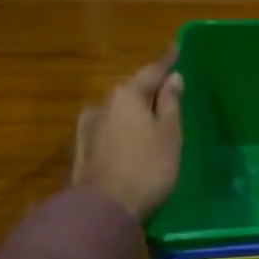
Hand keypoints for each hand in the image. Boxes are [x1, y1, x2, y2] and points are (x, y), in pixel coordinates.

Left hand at [75, 50, 184, 220]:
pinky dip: (123, 130)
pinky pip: (109, 131)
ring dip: (134, 112)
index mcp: (127, 95)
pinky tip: (130, 140)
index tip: (177, 48)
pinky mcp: (81, 152)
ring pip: (118, 112)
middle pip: (131, 91)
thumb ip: (171, 103)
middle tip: (169, 90)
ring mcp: (87, 129)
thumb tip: (172, 78)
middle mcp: (102, 105)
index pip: (152, 71)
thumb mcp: (170, 134)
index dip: (167, 61)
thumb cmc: (147, 167)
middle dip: (149, 89)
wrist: (102, 211)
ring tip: (151, 119)